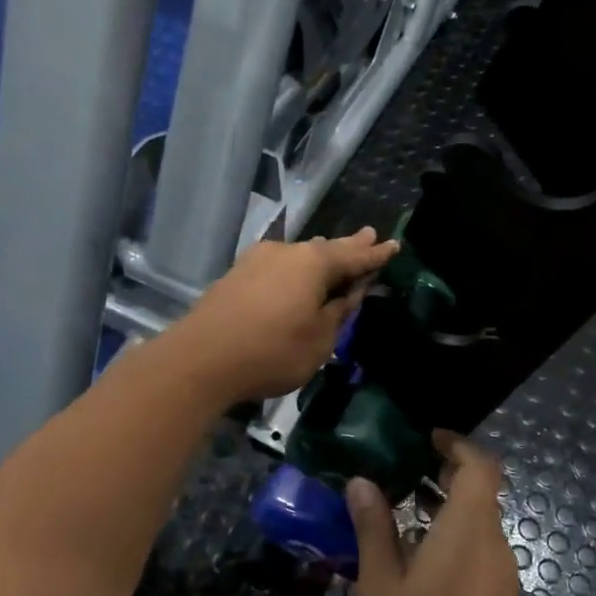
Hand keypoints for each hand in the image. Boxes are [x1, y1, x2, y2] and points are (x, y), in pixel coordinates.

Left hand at [168, 229, 396, 404]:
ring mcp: (256, 261)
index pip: (355, 256)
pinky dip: (295, 272)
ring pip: (299, 257)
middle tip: (369, 236)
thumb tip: (350, 291)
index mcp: (314, 263)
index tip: (394, 246)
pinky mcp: (236, 276)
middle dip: (349, 246)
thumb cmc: (272, 351)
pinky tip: (296, 275)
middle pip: (325, 249)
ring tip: (335, 253)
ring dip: (319, 259)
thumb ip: (339, 311)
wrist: (201, 360)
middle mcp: (286, 252)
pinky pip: (278, 268)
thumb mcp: (320, 339)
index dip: (376, 255)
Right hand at [349, 433, 521, 595]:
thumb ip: (374, 528)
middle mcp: (495, 547)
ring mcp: (503, 580)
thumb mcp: (379, 585)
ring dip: (448, 511)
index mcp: (470, 530)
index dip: (458, 445)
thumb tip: (364, 483)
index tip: (427, 439)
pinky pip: (480, 554)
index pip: (481, 467)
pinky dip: (454, 540)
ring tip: (400, 514)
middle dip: (446, 476)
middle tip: (402, 473)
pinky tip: (417, 562)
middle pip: (482, 494)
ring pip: (480, 527)